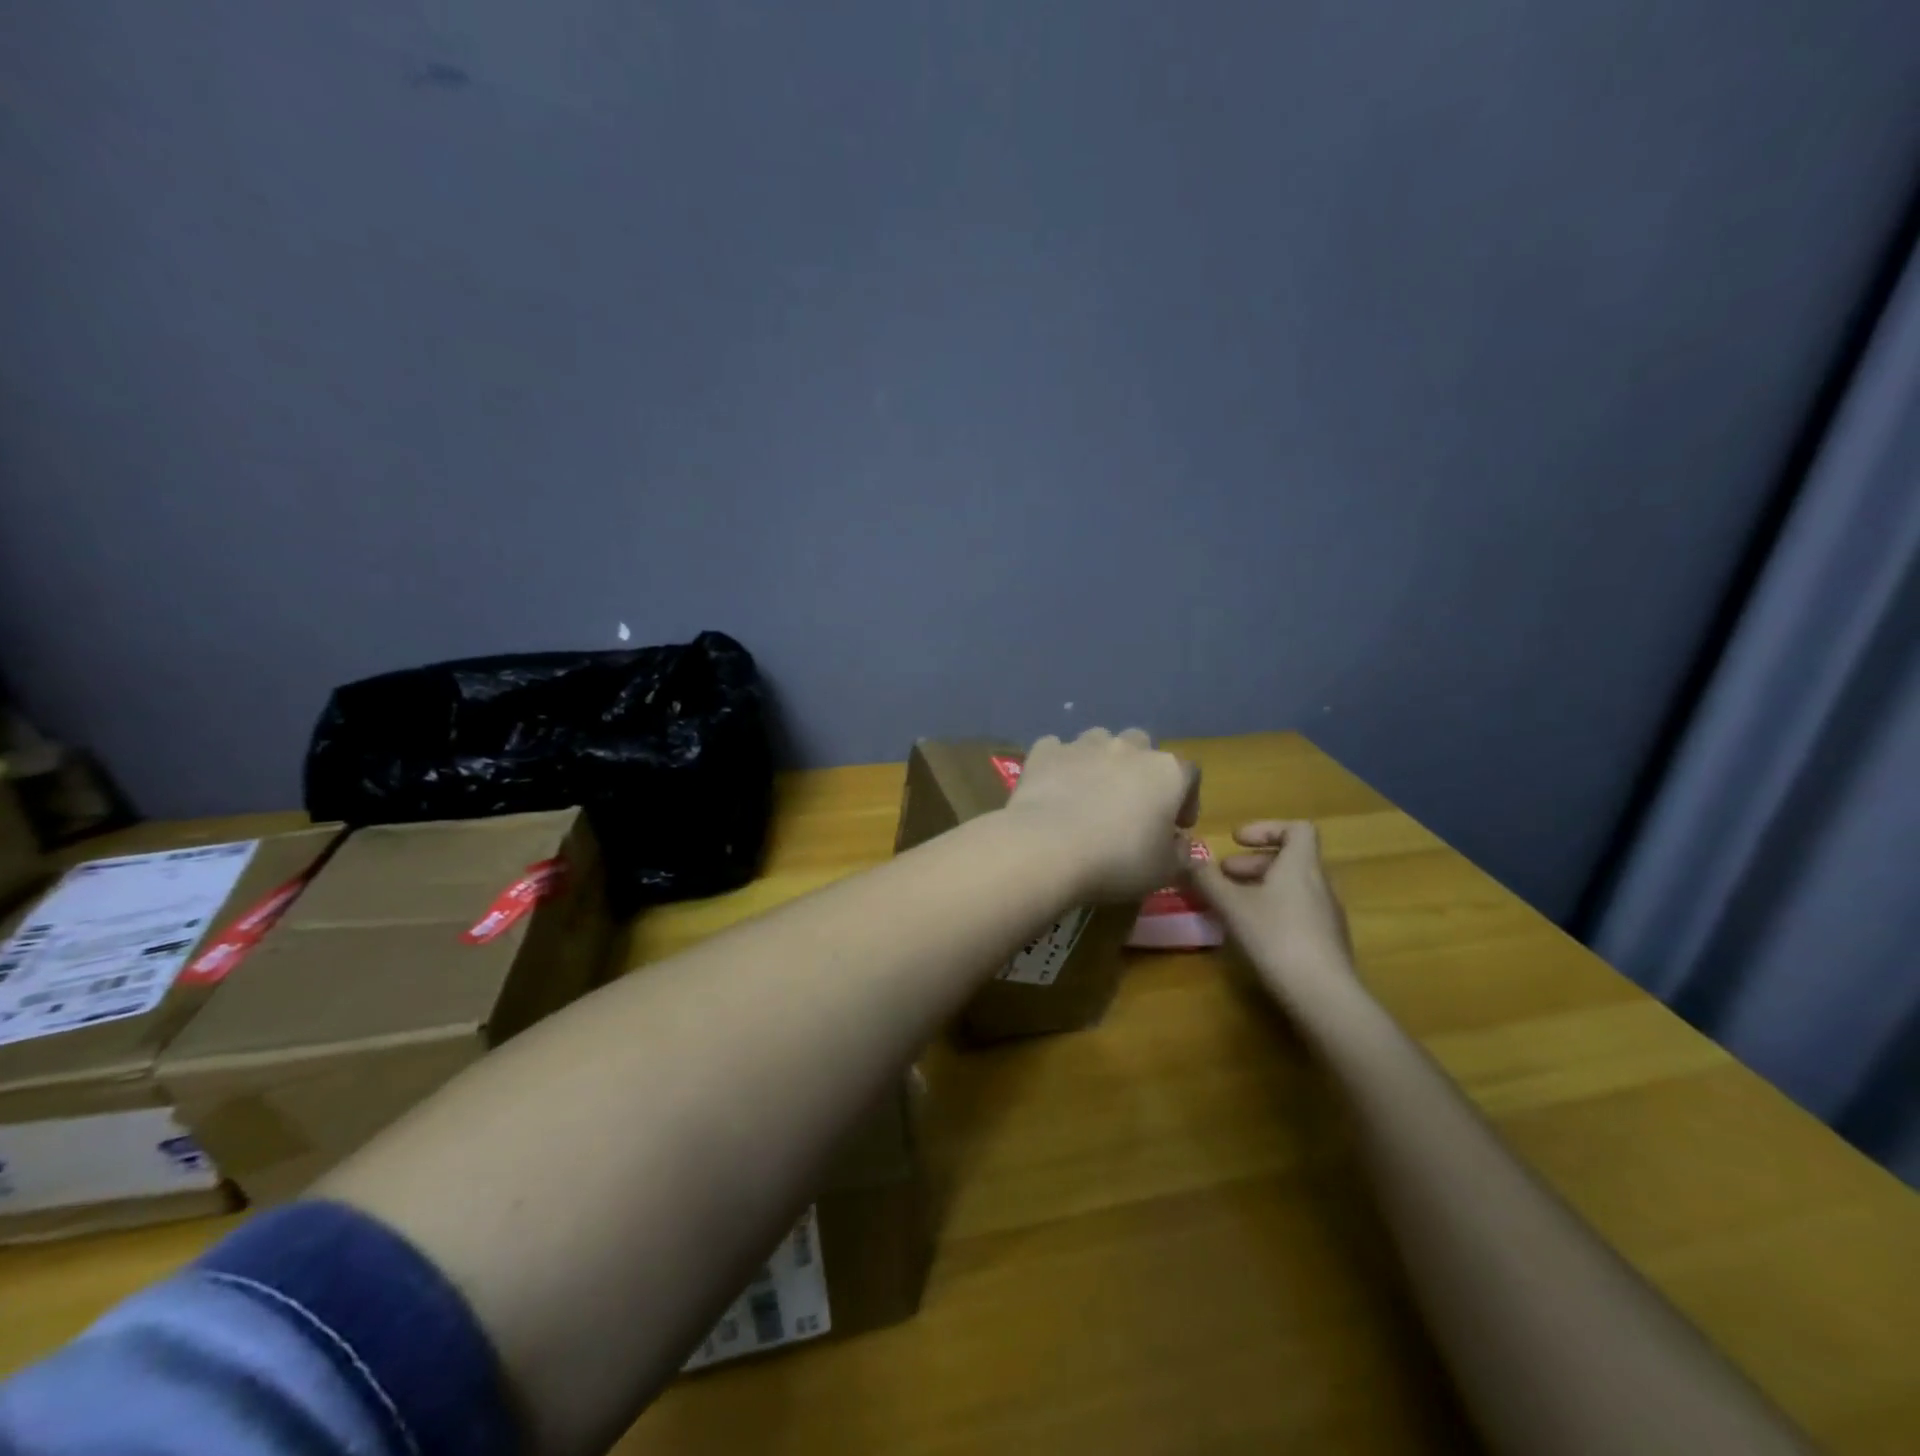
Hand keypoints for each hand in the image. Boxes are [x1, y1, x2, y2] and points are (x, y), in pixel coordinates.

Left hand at [1003, 728, 1199, 901]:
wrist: (1048, 849)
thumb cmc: (1118, 861)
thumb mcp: (1164, 871)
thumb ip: (1180, 853)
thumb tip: (1178, 843)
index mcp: (1166, 772)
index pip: (1189, 774)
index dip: (1187, 799)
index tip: (1177, 825)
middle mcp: (1127, 748)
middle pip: (1142, 746)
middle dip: (1140, 769)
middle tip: (1131, 803)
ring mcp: (1083, 745)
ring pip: (1099, 741)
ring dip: (1099, 760)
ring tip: (1090, 791)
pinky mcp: (1044, 752)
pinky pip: (1056, 750)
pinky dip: (1059, 764)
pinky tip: (1053, 787)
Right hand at [1196, 821, 1354, 993]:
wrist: (1323, 994)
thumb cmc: (1275, 936)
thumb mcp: (1231, 905)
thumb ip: (1206, 878)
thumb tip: (1185, 855)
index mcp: (1301, 865)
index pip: (1297, 829)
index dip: (1265, 828)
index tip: (1236, 841)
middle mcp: (1320, 883)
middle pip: (1289, 859)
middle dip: (1252, 863)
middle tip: (1223, 876)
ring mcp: (1327, 914)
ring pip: (1292, 887)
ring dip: (1261, 887)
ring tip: (1231, 905)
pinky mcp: (1327, 941)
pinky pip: (1298, 911)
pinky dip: (1273, 909)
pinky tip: (1252, 932)